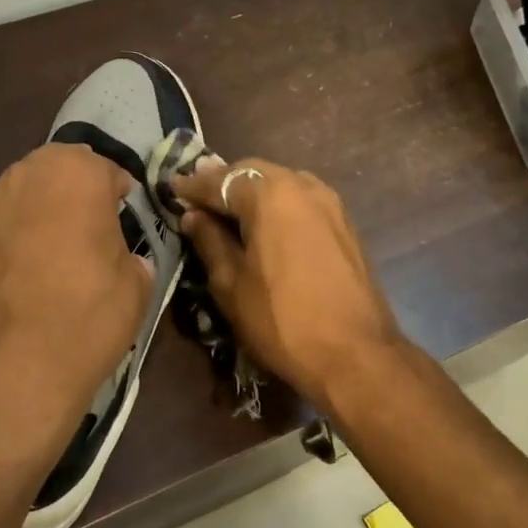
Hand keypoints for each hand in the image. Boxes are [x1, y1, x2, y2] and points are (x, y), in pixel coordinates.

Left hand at [0, 144, 149, 454]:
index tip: (124, 219)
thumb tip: (121, 259)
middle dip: (72, 196)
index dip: (117, 195)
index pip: (105, 169)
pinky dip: (6, 245)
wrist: (11, 370)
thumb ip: (130, 255)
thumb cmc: (88, 316)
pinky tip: (15, 283)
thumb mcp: (137, 286)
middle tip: (87, 236)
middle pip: (55, 174)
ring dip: (36, 218)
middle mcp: (23, 176)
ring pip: (19, 200)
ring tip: (47, 262)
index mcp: (75, 173)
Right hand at [169, 157, 403, 411]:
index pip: (221, 181)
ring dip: (252, 191)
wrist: (355, 354)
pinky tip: (264, 224)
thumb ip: (210, 241)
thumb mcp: (231, 284)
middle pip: (253, 173)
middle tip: (198, 197)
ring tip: (228, 209)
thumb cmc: (282, 320)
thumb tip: (194, 216)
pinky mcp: (345, 224)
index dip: (193, 187)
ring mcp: (330, 204)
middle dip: (223, 182)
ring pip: (281, 183)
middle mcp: (303, 186)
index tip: (172, 188)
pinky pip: (301, 201)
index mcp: (271, 195)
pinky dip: (277, 204)